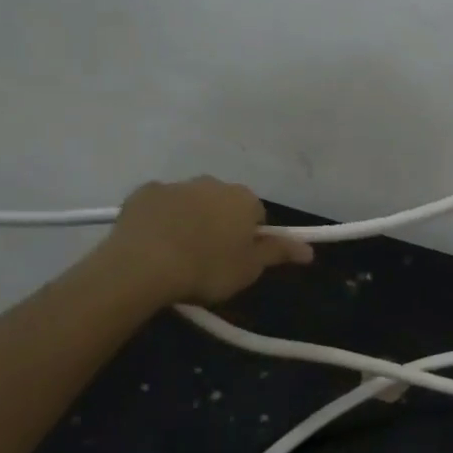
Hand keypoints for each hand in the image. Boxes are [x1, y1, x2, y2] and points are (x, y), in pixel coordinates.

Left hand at [97, 177, 312, 305]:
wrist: (144, 265)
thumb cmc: (207, 269)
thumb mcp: (249, 269)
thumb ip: (279, 253)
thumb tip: (309, 249)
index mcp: (243, 199)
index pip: (257, 215)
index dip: (248, 238)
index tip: (237, 260)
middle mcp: (213, 183)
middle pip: (223, 204)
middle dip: (219, 224)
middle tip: (208, 258)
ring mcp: (176, 185)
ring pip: (190, 201)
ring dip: (189, 219)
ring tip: (177, 254)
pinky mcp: (143, 192)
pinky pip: (159, 204)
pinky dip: (159, 219)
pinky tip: (152, 243)